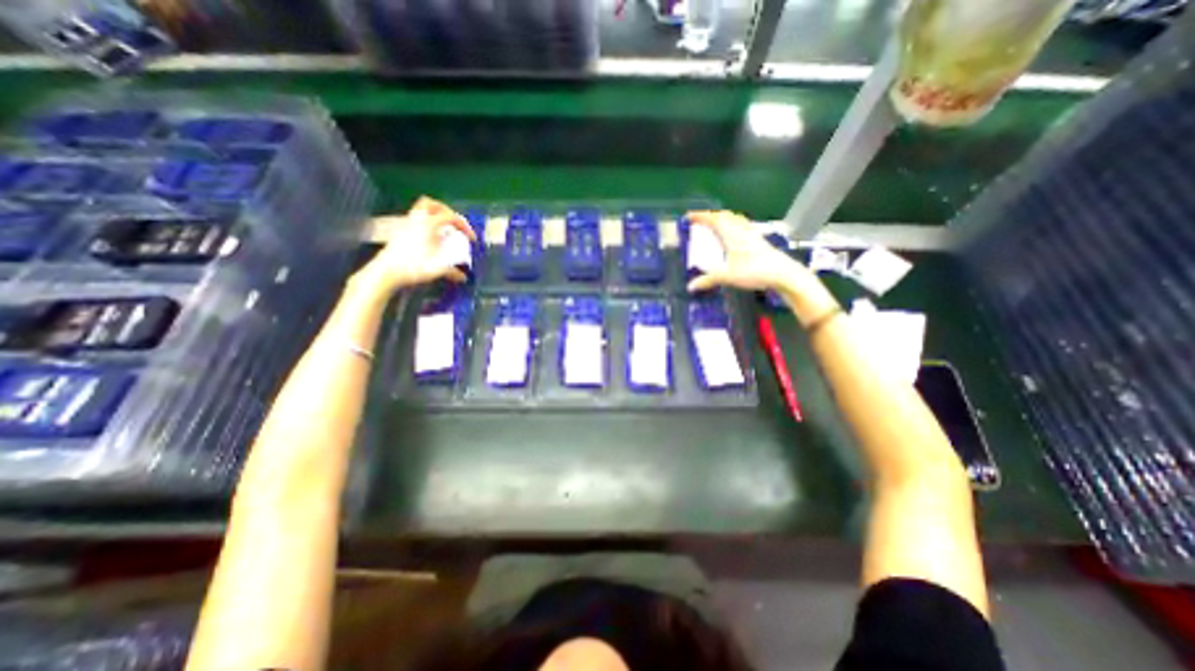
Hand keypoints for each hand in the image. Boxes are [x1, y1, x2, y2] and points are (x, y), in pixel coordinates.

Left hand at [357, 195, 479, 294]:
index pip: (451, 217)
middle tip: (454, 223)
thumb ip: (452, 271)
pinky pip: (414, 221)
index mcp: (428, 224)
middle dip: (446, 211)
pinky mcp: (399, 232)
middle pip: (431, 204)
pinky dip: (425, 224)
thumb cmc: (413, 266)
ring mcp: (406, 225)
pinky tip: (429, 238)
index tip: (470, 238)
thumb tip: (462, 277)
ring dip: (433, 215)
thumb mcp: (438, 269)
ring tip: (442, 228)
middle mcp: (416, 220)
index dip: (464, 226)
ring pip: (420, 210)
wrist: (386, 271)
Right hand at [688, 210, 806, 291]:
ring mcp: (751, 235)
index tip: (688, 217)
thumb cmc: (755, 271)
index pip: (714, 219)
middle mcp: (741, 231)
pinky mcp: (758, 241)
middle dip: (710, 216)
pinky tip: (733, 235)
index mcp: (732, 234)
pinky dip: (733, 226)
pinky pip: (742, 227)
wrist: (783, 273)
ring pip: (735, 220)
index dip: (700, 216)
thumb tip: (690, 287)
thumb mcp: (728, 277)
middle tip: (699, 221)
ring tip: (714, 225)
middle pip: (725, 216)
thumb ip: (708, 280)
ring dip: (723, 219)